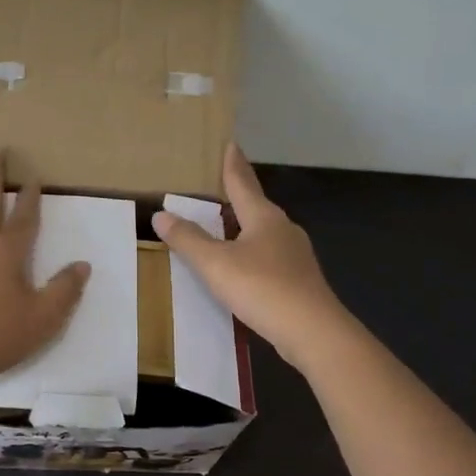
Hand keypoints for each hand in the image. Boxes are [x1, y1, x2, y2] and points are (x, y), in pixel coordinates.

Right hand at [152, 145, 349, 369]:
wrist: (313, 332)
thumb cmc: (263, 288)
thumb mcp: (216, 264)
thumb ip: (188, 239)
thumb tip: (161, 214)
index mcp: (263, 217)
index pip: (243, 182)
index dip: (233, 164)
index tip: (230, 143)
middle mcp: (282, 229)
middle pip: (256, 205)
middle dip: (237, 195)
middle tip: (218, 186)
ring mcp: (295, 255)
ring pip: (263, 232)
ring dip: (244, 226)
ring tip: (224, 226)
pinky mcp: (299, 280)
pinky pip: (268, 256)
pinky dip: (251, 253)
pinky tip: (243, 266)